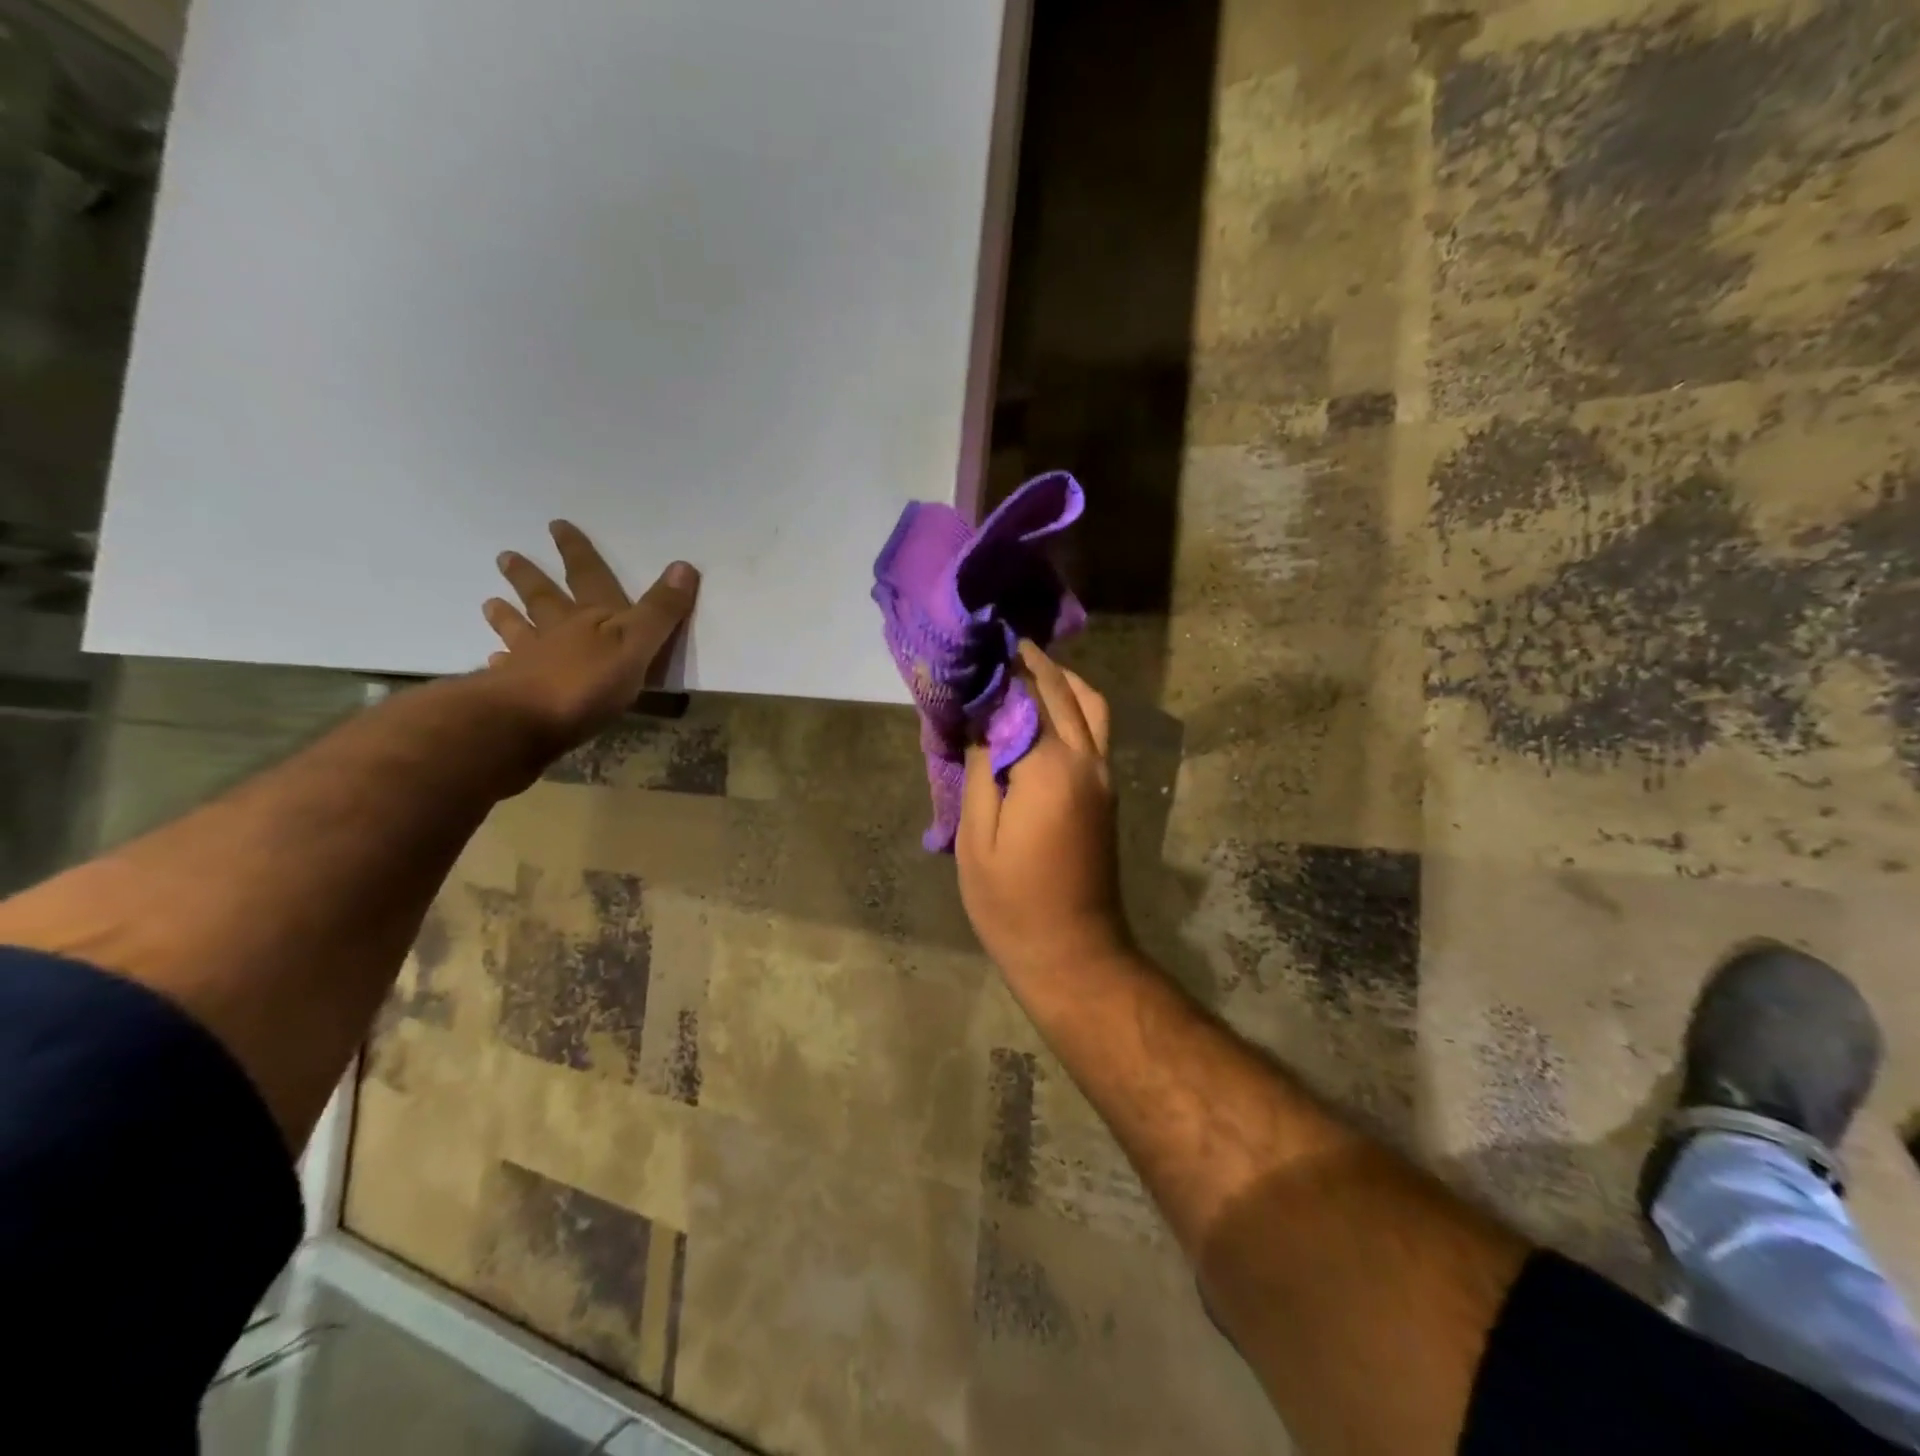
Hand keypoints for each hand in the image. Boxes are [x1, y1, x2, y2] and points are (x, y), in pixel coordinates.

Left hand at [481, 520, 698, 750]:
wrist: (526, 721)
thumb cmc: (588, 683)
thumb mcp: (637, 644)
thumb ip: (660, 611)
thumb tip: (684, 565)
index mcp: (593, 619)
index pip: (588, 577)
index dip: (578, 553)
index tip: (557, 525)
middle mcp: (559, 632)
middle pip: (545, 599)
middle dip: (531, 578)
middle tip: (506, 556)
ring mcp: (531, 660)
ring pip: (521, 631)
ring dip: (508, 616)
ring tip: (490, 602)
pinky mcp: (514, 692)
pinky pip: (507, 671)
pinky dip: (501, 662)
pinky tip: (493, 660)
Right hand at [958, 641, 1129, 981]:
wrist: (1073, 952)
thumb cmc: (1012, 902)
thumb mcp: (977, 836)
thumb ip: (982, 768)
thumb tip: (981, 718)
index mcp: (1051, 768)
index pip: (1025, 697)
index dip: (999, 669)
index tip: (975, 645)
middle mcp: (1087, 760)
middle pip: (1061, 692)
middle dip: (1030, 663)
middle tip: (995, 645)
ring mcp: (1104, 775)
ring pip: (1090, 705)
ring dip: (1059, 680)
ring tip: (1023, 670)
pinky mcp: (1107, 792)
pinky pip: (1095, 729)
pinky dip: (1073, 705)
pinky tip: (1045, 709)